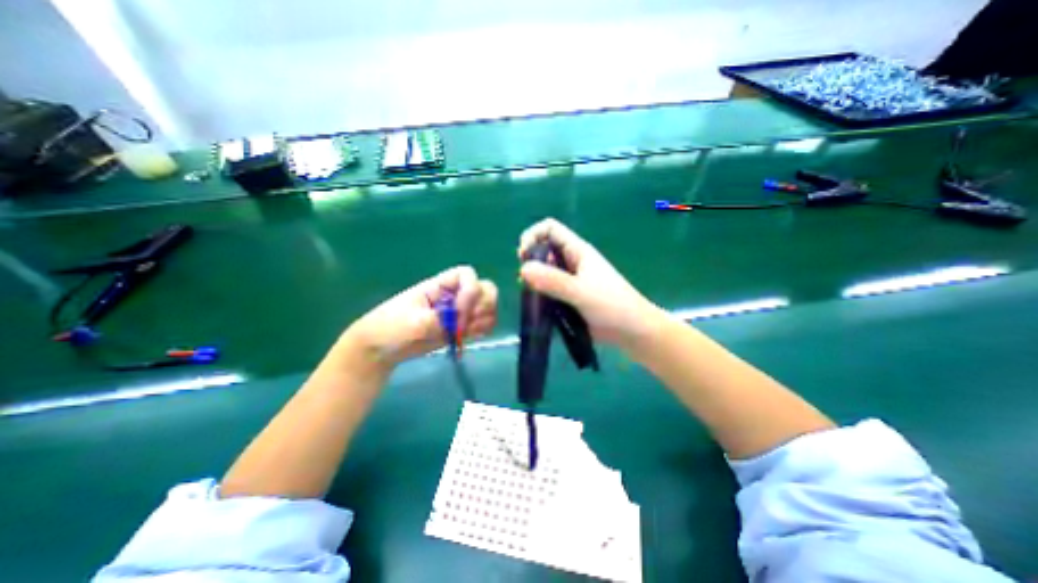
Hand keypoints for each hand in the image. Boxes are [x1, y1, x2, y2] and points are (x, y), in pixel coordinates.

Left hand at [333, 267, 494, 371]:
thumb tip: (457, 321)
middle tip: (465, 324)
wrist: (381, 350)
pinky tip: (468, 339)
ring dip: (484, 320)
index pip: (466, 274)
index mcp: (439, 286)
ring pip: (488, 308)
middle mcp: (454, 295)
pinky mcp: (462, 329)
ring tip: (464, 333)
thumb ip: (434, 320)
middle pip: (485, 289)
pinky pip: (484, 325)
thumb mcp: (409, 323)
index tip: (458, 310)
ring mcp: (460, 313)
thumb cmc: (388, 328)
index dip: (470, 290)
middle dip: (482, 306)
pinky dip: (483, 331)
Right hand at [520, 216, 663, 349]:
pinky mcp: (567, 297)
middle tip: (524, 280)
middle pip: (543, 249)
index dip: (533, 235)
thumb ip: (553, 281)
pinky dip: (539, 293)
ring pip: (543, 271)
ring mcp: (568, 280)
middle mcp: (571, 262)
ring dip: (533, 279)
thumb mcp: (581, 292)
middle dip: (530, 260)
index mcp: (577, 251)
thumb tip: (523, 269)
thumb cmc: (612, 305)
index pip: (550, 229)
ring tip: (529, 293)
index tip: (523, 255)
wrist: (631, 331)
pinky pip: (547, 289)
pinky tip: (536, 304)